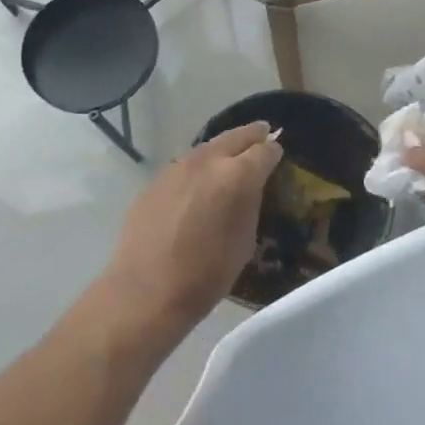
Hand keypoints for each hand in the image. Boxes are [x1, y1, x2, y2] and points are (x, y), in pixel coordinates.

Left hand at [98, 122, 281, 349]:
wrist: (146, 291)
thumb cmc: (206, 274)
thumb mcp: (245, 241)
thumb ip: (249, 204)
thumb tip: (249, 188)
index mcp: (237, 176)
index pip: (264, 151)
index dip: (274, 152)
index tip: (277, 154)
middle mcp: (207, 162)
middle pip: (235, 137)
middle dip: (251, 135)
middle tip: (262, 133)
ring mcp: (177, 169)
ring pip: (207, 149)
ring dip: (221, 150)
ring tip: (230, 158)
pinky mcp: (155, 182)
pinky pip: (183, 169)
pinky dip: (197, 171)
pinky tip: (196, 186)